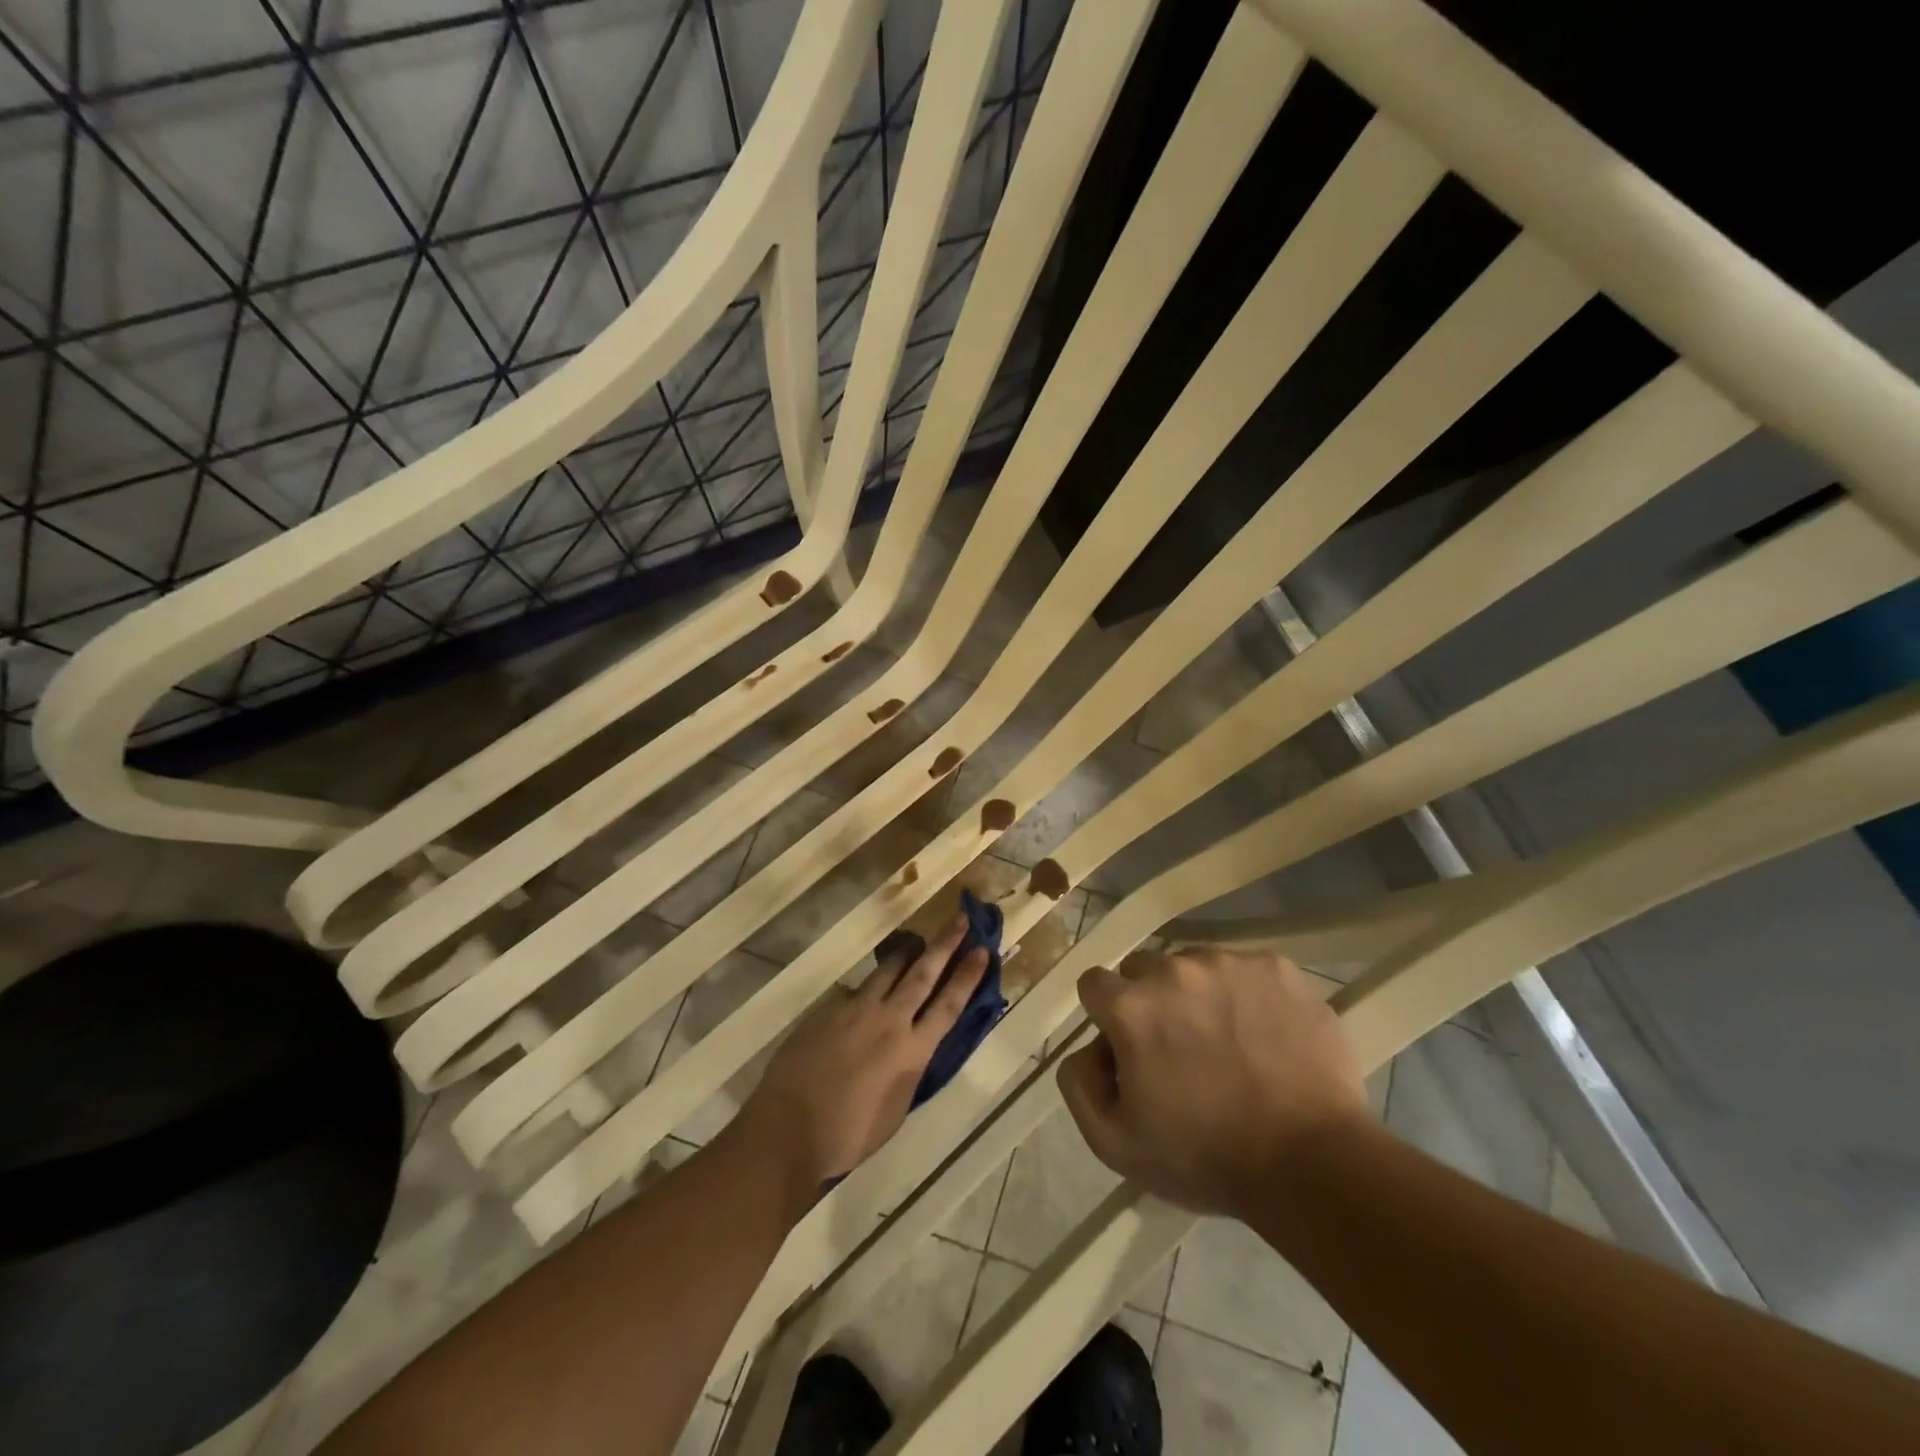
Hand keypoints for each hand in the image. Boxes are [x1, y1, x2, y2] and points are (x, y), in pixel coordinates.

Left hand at [742, 914, 988, 1187]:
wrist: (788, 1128)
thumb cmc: (848, 1135)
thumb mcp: (895, 1110)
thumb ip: (908, 1071)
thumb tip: (911, 1050)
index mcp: (912, 1051)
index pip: (949, 1005)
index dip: (967, 976)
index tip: (981, 950)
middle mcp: (889, 1020)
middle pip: (922, 974)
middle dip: (945, 945)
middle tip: (961, 919)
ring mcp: (856, 1010)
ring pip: (887, 971)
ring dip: (907, 954)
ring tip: (917, 941)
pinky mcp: (828, 1009)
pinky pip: (854, 990)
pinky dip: (867, 988)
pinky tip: (865, 995)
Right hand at [1056, 946, 1368, 1217]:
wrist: (1313, 1163)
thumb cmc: (1207, 1158)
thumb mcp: (1115, 1143)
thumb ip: (1078, 1083)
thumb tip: (1086, 1048)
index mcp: (1131, 1007)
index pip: (1095, 984)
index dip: (1107, 1017)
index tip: (1129, 1047)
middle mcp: (1174, 969)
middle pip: (1144, 970)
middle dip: (1152, 1002)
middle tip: (1181, 1048)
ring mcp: (1230, 964)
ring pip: (1196, 967)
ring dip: (1200, 996)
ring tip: (1230, 1043)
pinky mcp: (1278, 968)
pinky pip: (1246, 971)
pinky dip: (1247, 995)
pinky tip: (1265, 1036)